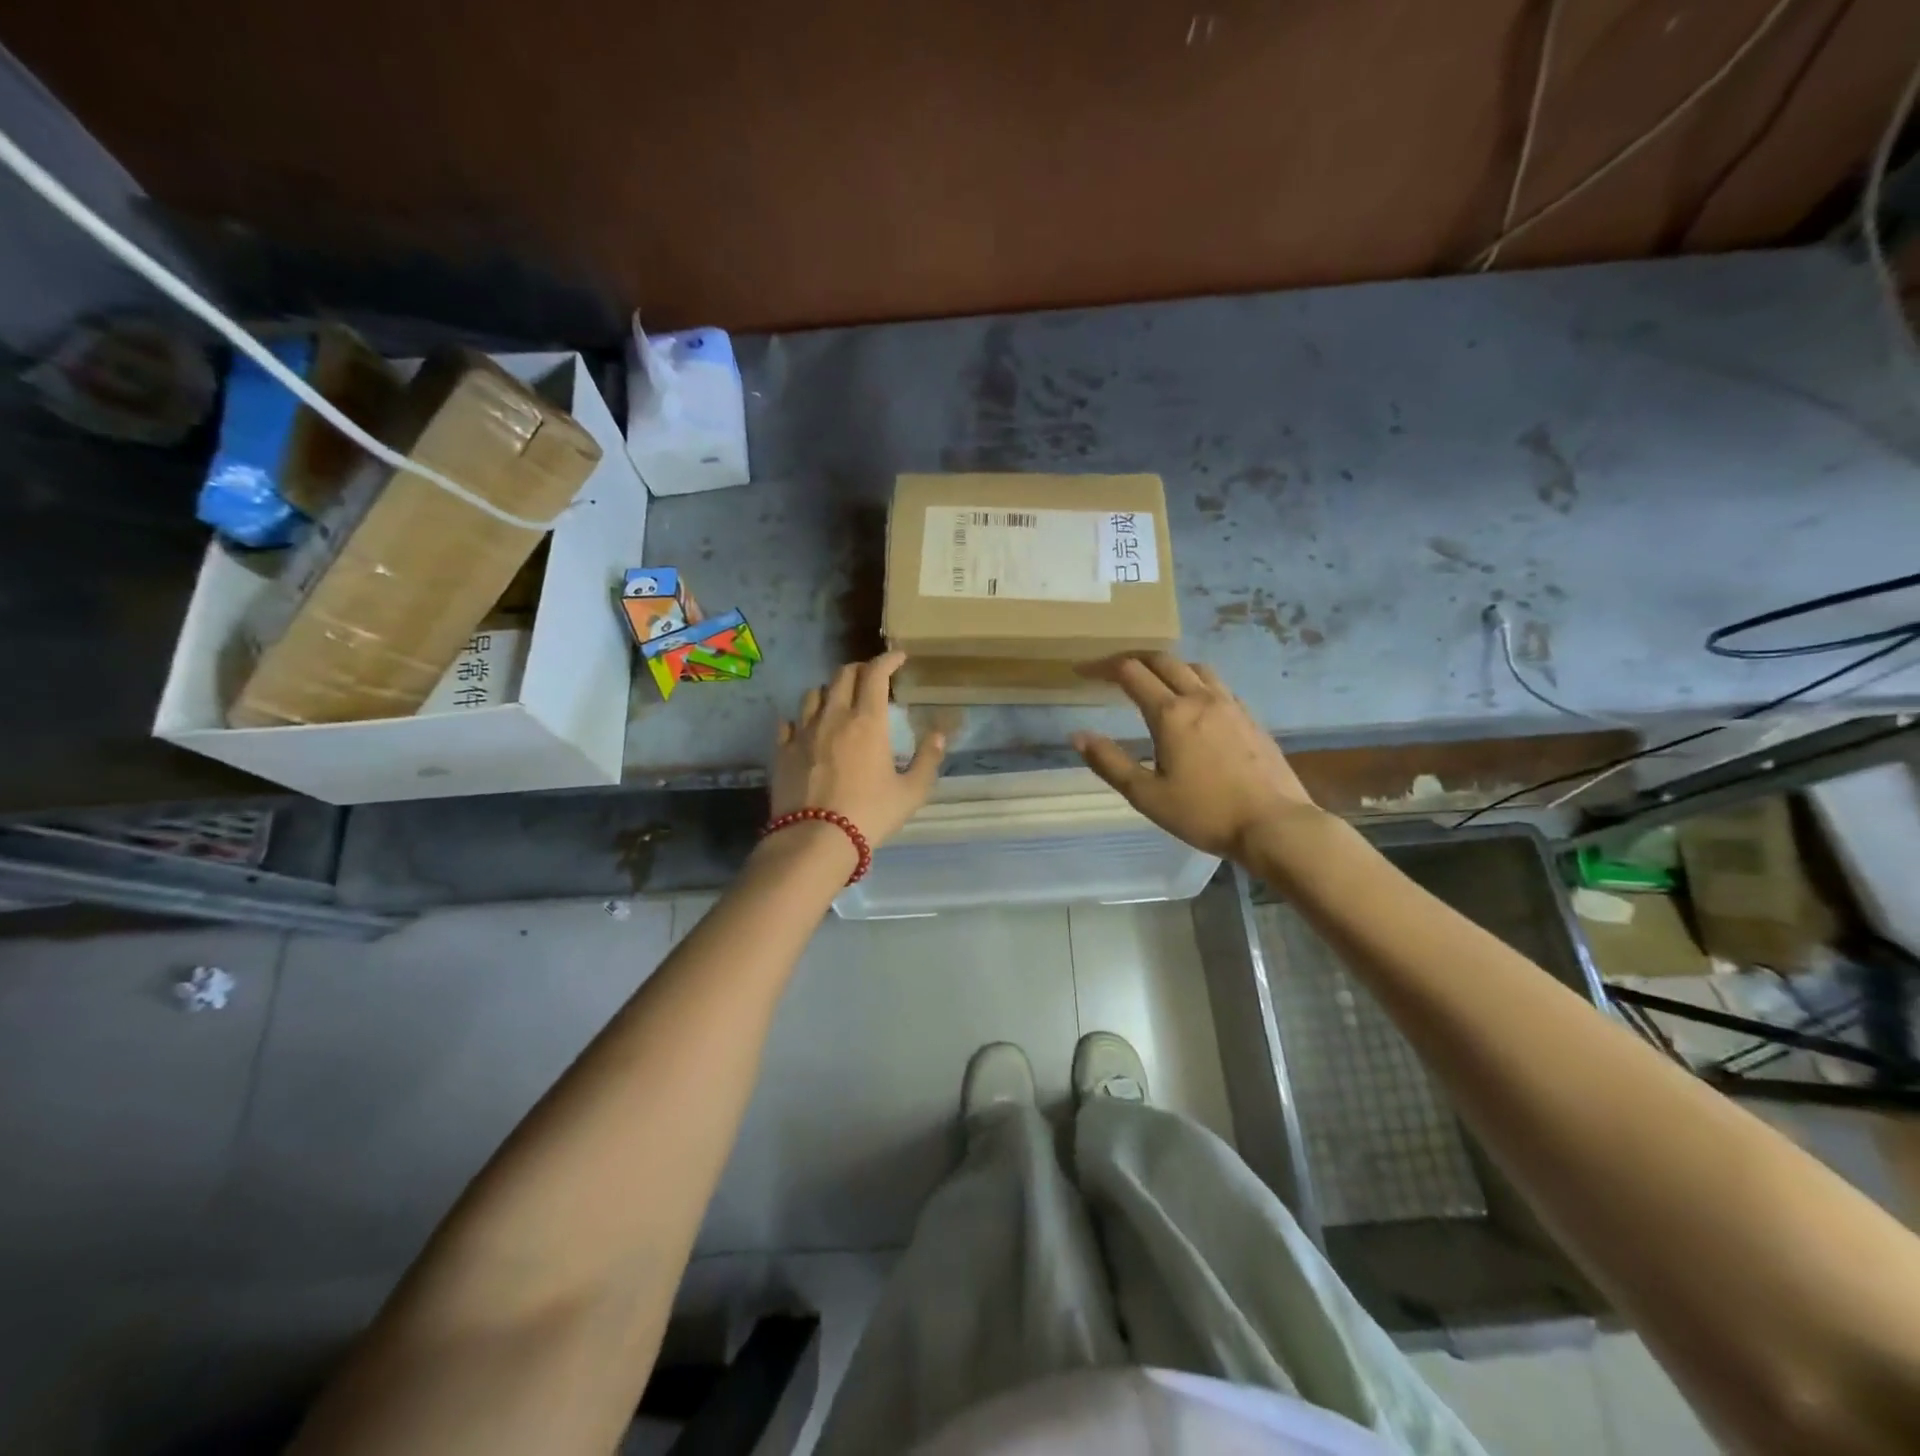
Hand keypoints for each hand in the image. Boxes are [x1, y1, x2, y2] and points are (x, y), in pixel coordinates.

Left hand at [771, 651, 945, 845]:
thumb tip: (940, 735)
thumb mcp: (911, 792)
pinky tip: (806, 728)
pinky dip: (801, 718)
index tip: (898, 657)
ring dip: (829, 690)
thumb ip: (927, 760)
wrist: (815, 840)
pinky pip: (788, 722)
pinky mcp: (782, 751)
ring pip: (813, 693)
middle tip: (871, 678)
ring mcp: (803, 732)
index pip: (875, 674)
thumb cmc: (870, 814)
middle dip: (860, 669)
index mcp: (868, 722)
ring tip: (838, 701)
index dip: (888, 659)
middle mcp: (833, 717)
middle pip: (842, 675)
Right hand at [1072, 652, 1321, 862]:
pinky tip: (1194, 705)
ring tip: (1154, 682)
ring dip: (1168, 667)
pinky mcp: (1250, 718)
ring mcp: (1230, 705)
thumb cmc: (1204, 813)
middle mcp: (1200, 698)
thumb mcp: (1147, 795)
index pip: (1130, 672)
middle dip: (1133, 659)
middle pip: (1163, 660)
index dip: (1102, 667)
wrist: (1274, 824)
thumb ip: (1110, 762)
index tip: (1082, 671)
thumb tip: (1077, 736)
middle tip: (1112, 670)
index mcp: (1170, 713)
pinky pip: (1218, 685)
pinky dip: (1195, 683)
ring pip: (1195, 668)